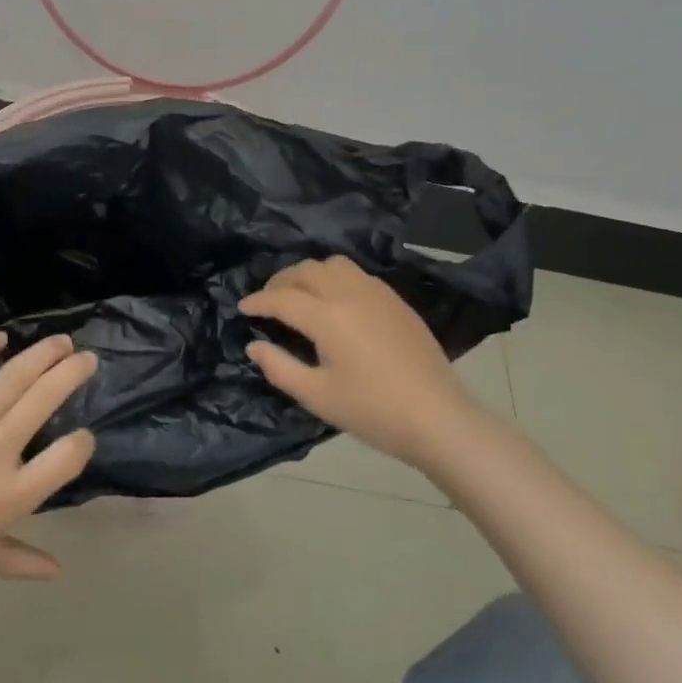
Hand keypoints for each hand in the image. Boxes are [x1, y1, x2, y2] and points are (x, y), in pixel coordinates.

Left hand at [0, 332, 96, 597]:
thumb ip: (24, 560)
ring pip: (12, 377)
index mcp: (10, 497)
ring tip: (62, 341)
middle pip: (44, 400)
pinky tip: (1, 338)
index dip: (82, 443)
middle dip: (72, 374)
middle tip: (88, 359)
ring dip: (42, 354)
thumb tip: (60, 569)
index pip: (66, 458)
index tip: (84, 436)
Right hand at [240, 255, 480, 469]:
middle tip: (268, 300)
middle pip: (307, 271)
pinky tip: (336, 301)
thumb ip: (280, 368)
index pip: (282, 298)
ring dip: (310, 273)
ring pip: (334, 264)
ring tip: (301, 294)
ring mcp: (377, 294)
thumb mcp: (318, 397)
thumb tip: (253, 346)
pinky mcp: (396, 301)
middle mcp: (349, 294)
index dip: (258, 301)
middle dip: (281, 281)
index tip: (243, 308)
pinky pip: (358, 274)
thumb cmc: (374, 412)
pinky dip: (336, 278)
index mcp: (327, 317)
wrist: (438, 418)